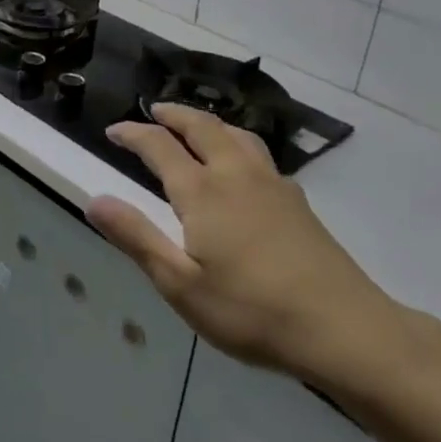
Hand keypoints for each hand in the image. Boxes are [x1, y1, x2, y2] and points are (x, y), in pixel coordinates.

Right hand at [87, 104, 417, 383]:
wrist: (346, 331)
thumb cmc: (252, 311)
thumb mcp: (181, 284)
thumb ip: (136, 237)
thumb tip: (94, 199)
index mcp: (203, 192)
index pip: (159, 146)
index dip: (133, 134)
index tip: (113, 130)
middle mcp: (237, 175)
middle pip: (202, 127)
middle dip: (174, 115)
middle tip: (154, 111)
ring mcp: (273, 186)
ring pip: (237, 135)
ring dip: (209, 123)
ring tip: (196, 126)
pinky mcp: (298, 203)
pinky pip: (260, 153)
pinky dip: (237, 142)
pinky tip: (242, 167)